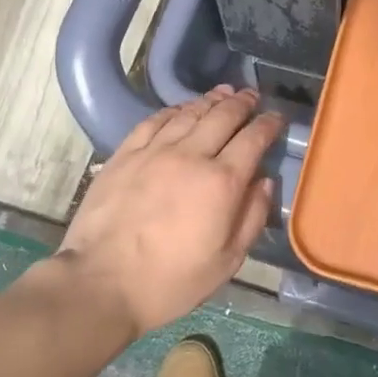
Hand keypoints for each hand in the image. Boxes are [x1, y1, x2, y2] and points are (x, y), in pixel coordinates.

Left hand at [59, 87, 282, 335]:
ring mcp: (155, 151)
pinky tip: (181, 109)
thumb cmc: (171, 281)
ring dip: (211, 100)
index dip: (268, 124)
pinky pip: (154, 121)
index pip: (253, 139)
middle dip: (243, 103)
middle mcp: (191, 155)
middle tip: (252, 96)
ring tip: (224, 92)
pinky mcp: (125, 154)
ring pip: (190, 113)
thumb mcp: (227, 261)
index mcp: (222, 182)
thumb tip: (265, 182)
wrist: (101, 284)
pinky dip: (174, 110)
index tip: (276, 117)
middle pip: (223, 116)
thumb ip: (252, 217)